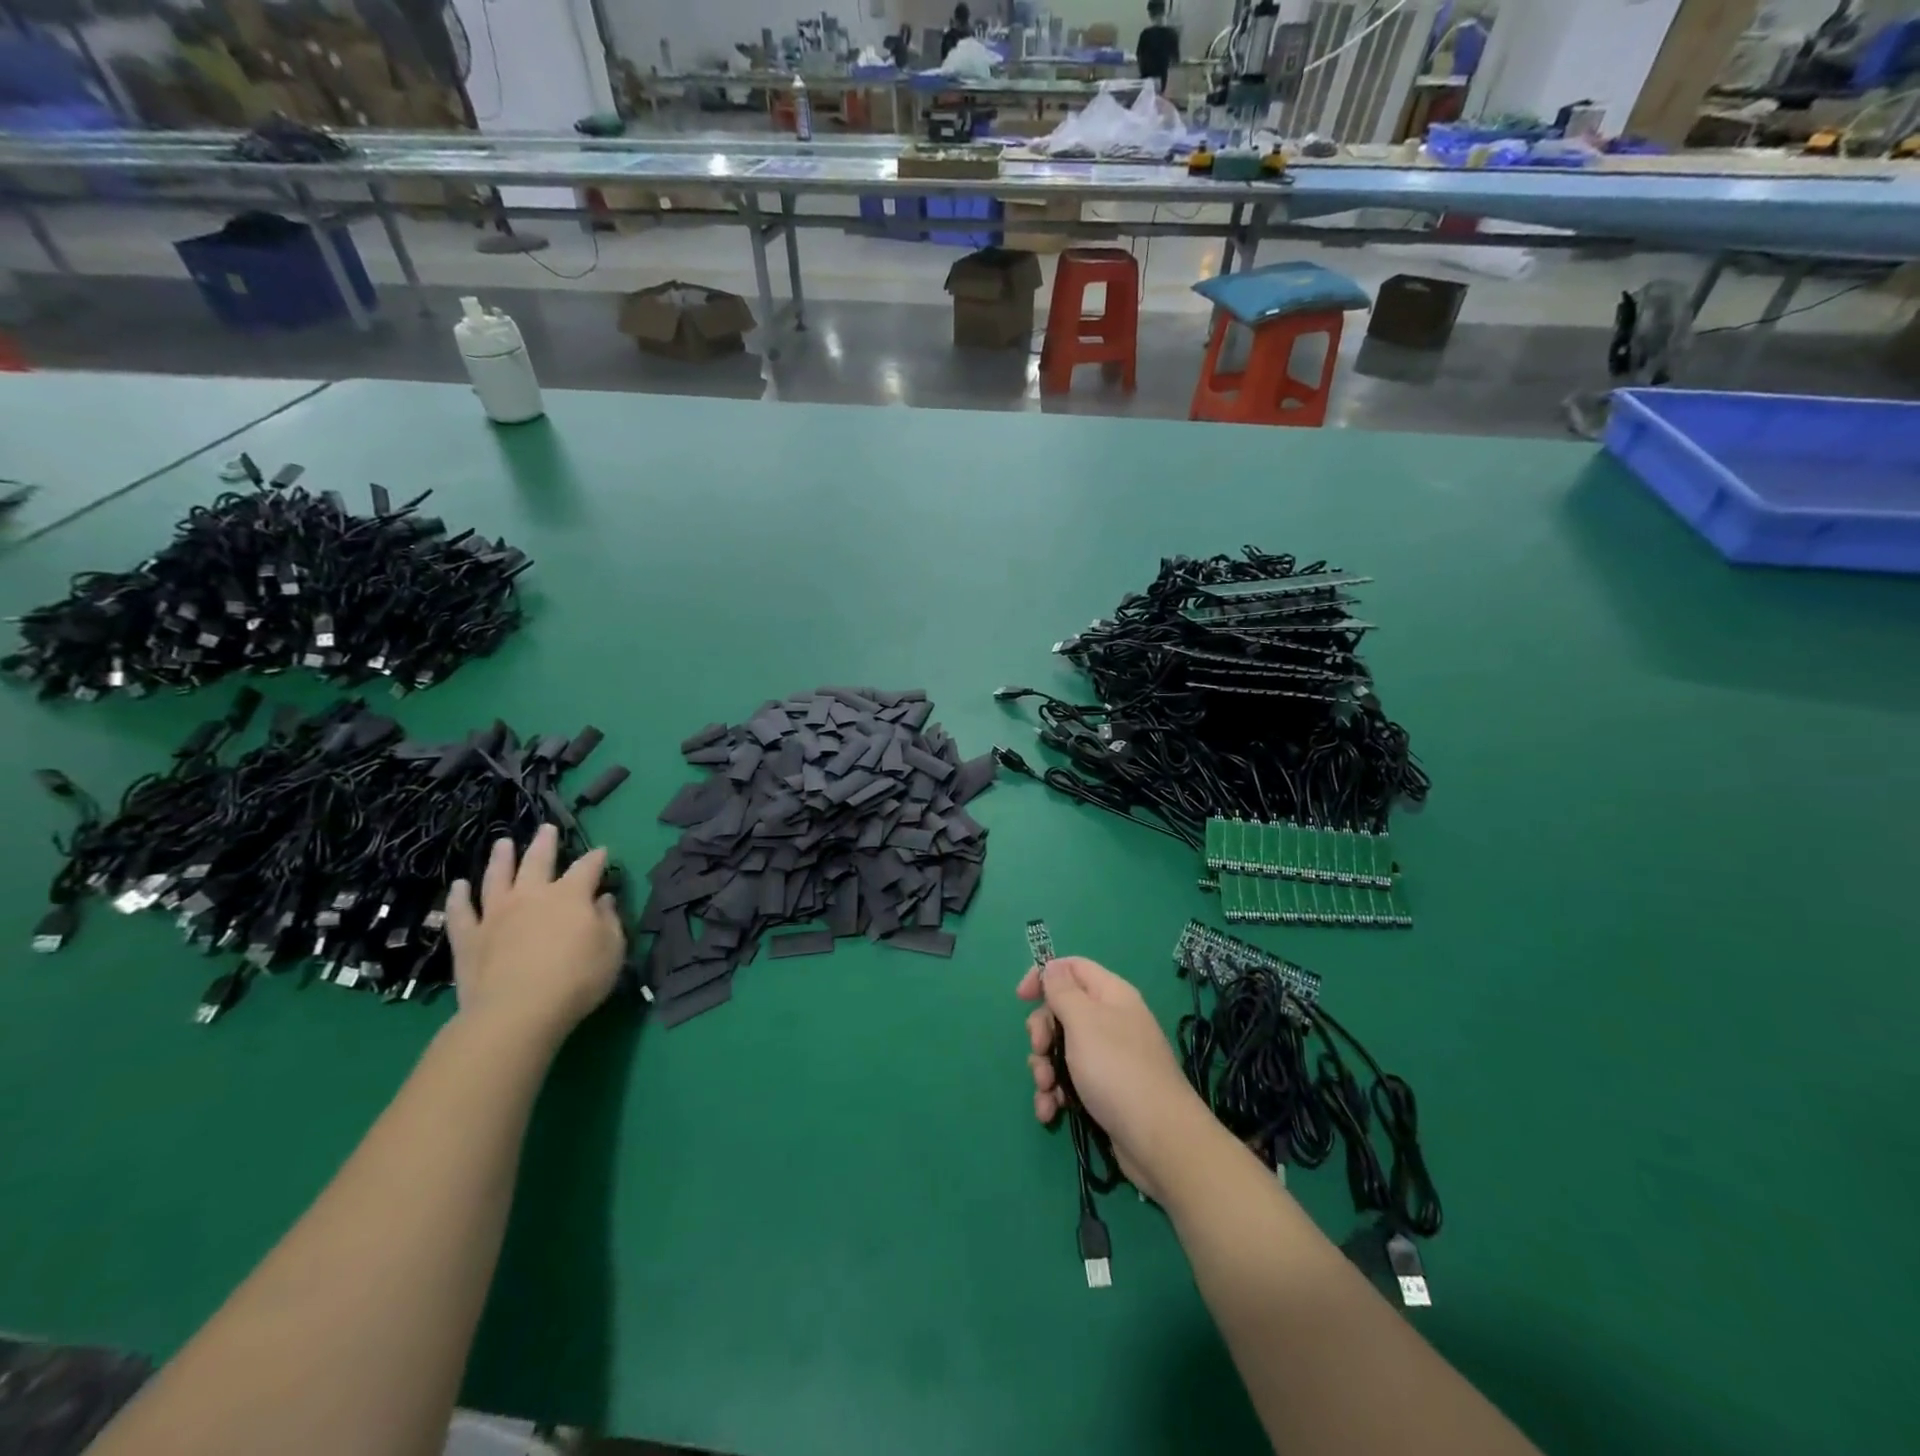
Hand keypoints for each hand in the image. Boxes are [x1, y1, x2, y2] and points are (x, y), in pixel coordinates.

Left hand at [446, 824, 624, 1043]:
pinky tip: (458, 886)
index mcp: (570, 895)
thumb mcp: (612, 950)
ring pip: (497, 877)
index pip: (588, 867)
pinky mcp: (469, 937)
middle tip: (546, 829)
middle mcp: (532, 895)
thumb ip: (609, 921)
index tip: (602, 851)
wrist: (517, 1012)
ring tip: (503, 843)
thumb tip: (603, 900)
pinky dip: (459, 897)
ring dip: (500, 858)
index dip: (596, 858)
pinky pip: (461, 911)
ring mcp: (496, 914)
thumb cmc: (576, 979)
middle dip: (545, 843)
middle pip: (538, 860)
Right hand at [1018, 956, 1209, 1201]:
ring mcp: (1108, 1057)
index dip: (1044, 977)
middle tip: (1040, 1049)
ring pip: (1062, 1049)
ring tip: (1046, 1090)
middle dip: (1042, 1032)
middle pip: (1062, 1011)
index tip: (1021, 998)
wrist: (1159, 1140)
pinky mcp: (1104, 1090)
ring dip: (1044, 1068)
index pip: (1072, 968)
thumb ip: (1062, 991)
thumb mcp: (1083, 1021)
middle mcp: (1110, 1021)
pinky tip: (1049, 1111)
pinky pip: (1070, 1081)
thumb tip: (1052, 967)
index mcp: (1110, 995)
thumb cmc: (1117, 1069)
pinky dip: (1055, 1093)